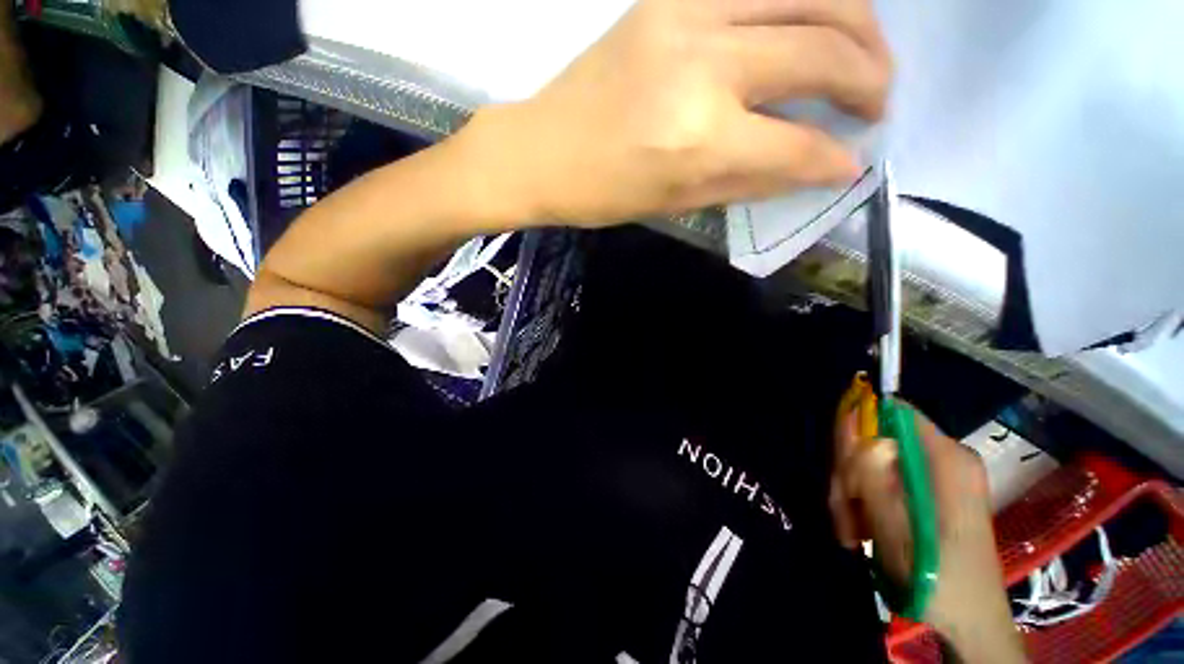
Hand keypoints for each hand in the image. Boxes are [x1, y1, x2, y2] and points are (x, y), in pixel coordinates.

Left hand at [460, 0, 891, 226]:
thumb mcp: (678, 202)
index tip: (854, 163)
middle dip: (869, 79)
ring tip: (866, 54)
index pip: (798, 147)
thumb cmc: (605, 191)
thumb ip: (751, 180)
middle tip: (878, 101)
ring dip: (856, 22)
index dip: (835, 159)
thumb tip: (814, 165)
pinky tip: (815, 18)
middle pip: (823, 53)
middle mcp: (706, 69)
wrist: (544, 150)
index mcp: (701, 141)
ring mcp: (688, 16)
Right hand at [830, 406, 1027, 662]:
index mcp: (947, 458)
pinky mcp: (930, 492)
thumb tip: (849, 420)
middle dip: (851, 473)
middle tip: (842, 512)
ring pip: (874, 462)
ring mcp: (938, 475)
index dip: (857, 429)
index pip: (892, 412)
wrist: (970, 622)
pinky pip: (883, 480)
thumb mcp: (896, 528)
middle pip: (878, 439)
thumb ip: (871, 473)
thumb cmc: (938, 579)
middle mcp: (944, 458)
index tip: (842, 469)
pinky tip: (860, 529)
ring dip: (853, 493)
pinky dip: (865, 502)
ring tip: (850, 529)